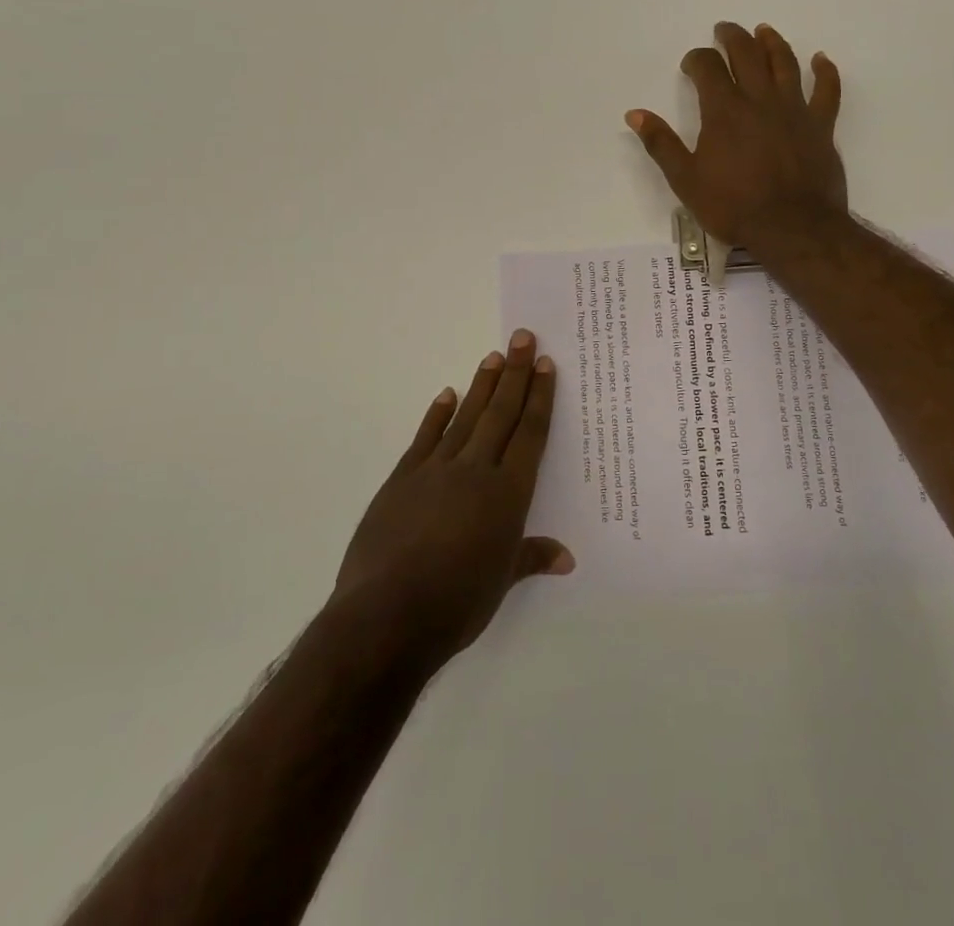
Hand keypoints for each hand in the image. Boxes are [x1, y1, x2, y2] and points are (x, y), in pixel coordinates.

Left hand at [332, 330, 573, 667]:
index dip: (539, 397)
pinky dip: (437, 414)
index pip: (530, 433)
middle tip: (523, 337)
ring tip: (494, 356)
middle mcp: (476, 470)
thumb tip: (566, 557)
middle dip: (515, 374)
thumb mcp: (501, 582)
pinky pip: (425, 438)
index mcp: (508, 493)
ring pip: (466, 417)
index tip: (545, 365)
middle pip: (501, 413)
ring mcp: (436, 470)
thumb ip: (532, 557)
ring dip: (482, 385)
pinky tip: (447, 394)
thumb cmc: (456, 603)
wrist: (386, 616)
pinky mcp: (402, 479)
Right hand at [625, 21, 846, 249]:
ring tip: (764, 31)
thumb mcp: (686, 180)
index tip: (691, 65)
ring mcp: (794, 109)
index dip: (696, 59)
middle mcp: (760, 99)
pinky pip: (827, 90)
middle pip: (747, 53)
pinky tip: (821, 59)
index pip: (708, 67)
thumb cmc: (734, 206)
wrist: (793, 228)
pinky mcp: (821, 125)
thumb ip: (661, 143)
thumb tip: (636, 113)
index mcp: (724, 110)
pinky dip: (825, 71)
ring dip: (772, 42)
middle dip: (733, 37)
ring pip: (784, 63)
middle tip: (724, 30)